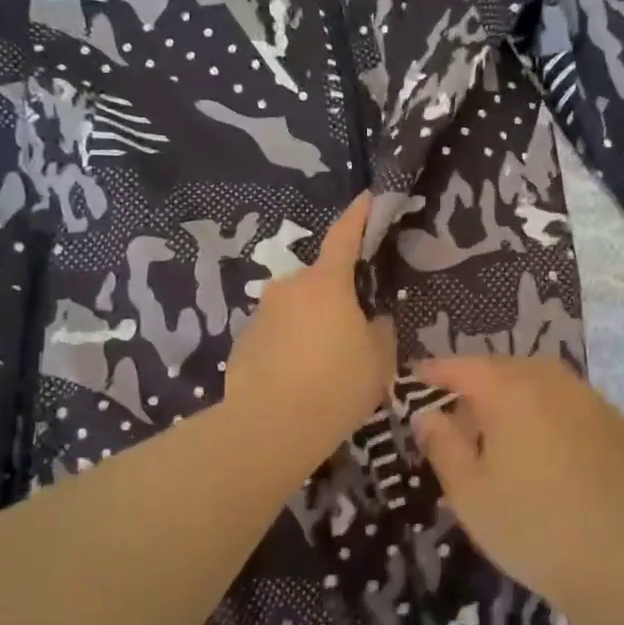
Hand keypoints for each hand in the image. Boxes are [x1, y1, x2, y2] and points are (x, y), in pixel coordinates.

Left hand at [225, 195, 396, 466]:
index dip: (358, 215)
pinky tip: (299, 378)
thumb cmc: (337, 385)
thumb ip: (380, 329)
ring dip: (312, 324)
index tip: (367, 198)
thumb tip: (373, 319)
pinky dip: (290, 346)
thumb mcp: (379, 358)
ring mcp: (262, 314)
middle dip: (337, 295)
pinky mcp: (243, 342)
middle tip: (354, 328)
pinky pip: (276, 334)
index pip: (345, 236)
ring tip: (326, 363)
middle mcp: (289, 288)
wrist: (271, 426)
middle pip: (319, 281)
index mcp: (326, 283)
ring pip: (296, 309)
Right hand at [411, 356, 623, 618]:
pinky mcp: (619, 426)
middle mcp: (554, 385)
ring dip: (517, 388)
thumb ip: (442, 445)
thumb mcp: (468, 493)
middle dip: (478, 379)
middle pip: (507, 367)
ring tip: (503, 422)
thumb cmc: (530, 529)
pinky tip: (548, 440)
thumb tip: (426, 413)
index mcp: (512, 394)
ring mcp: (593, 402)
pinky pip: (574, 399)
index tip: (418, 376)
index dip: (438, 370)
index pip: (466, 368)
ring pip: (544, 378)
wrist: (618, 565)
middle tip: (459, 410)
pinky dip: (551, 406)